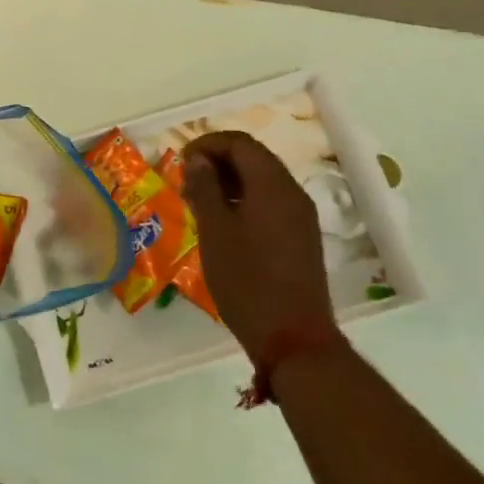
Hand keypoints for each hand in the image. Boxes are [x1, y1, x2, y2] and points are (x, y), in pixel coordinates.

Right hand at [181, 131, 335, 364]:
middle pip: (254, 158)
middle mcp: (292, 192)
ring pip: (263, 181)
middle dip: (218, 161)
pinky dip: (245, 200)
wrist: (293, 340)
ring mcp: (301, 216)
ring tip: (200, 201)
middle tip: (187, 180)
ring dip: (231, 181)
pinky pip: (271, 203)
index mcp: (272, 184)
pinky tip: (224, 223)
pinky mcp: (301, 238)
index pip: (240, 143)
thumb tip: (197, 160)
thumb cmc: (247, 280)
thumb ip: (205, 188)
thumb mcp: (215, 231)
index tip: (181, 161)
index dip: (208, 144)